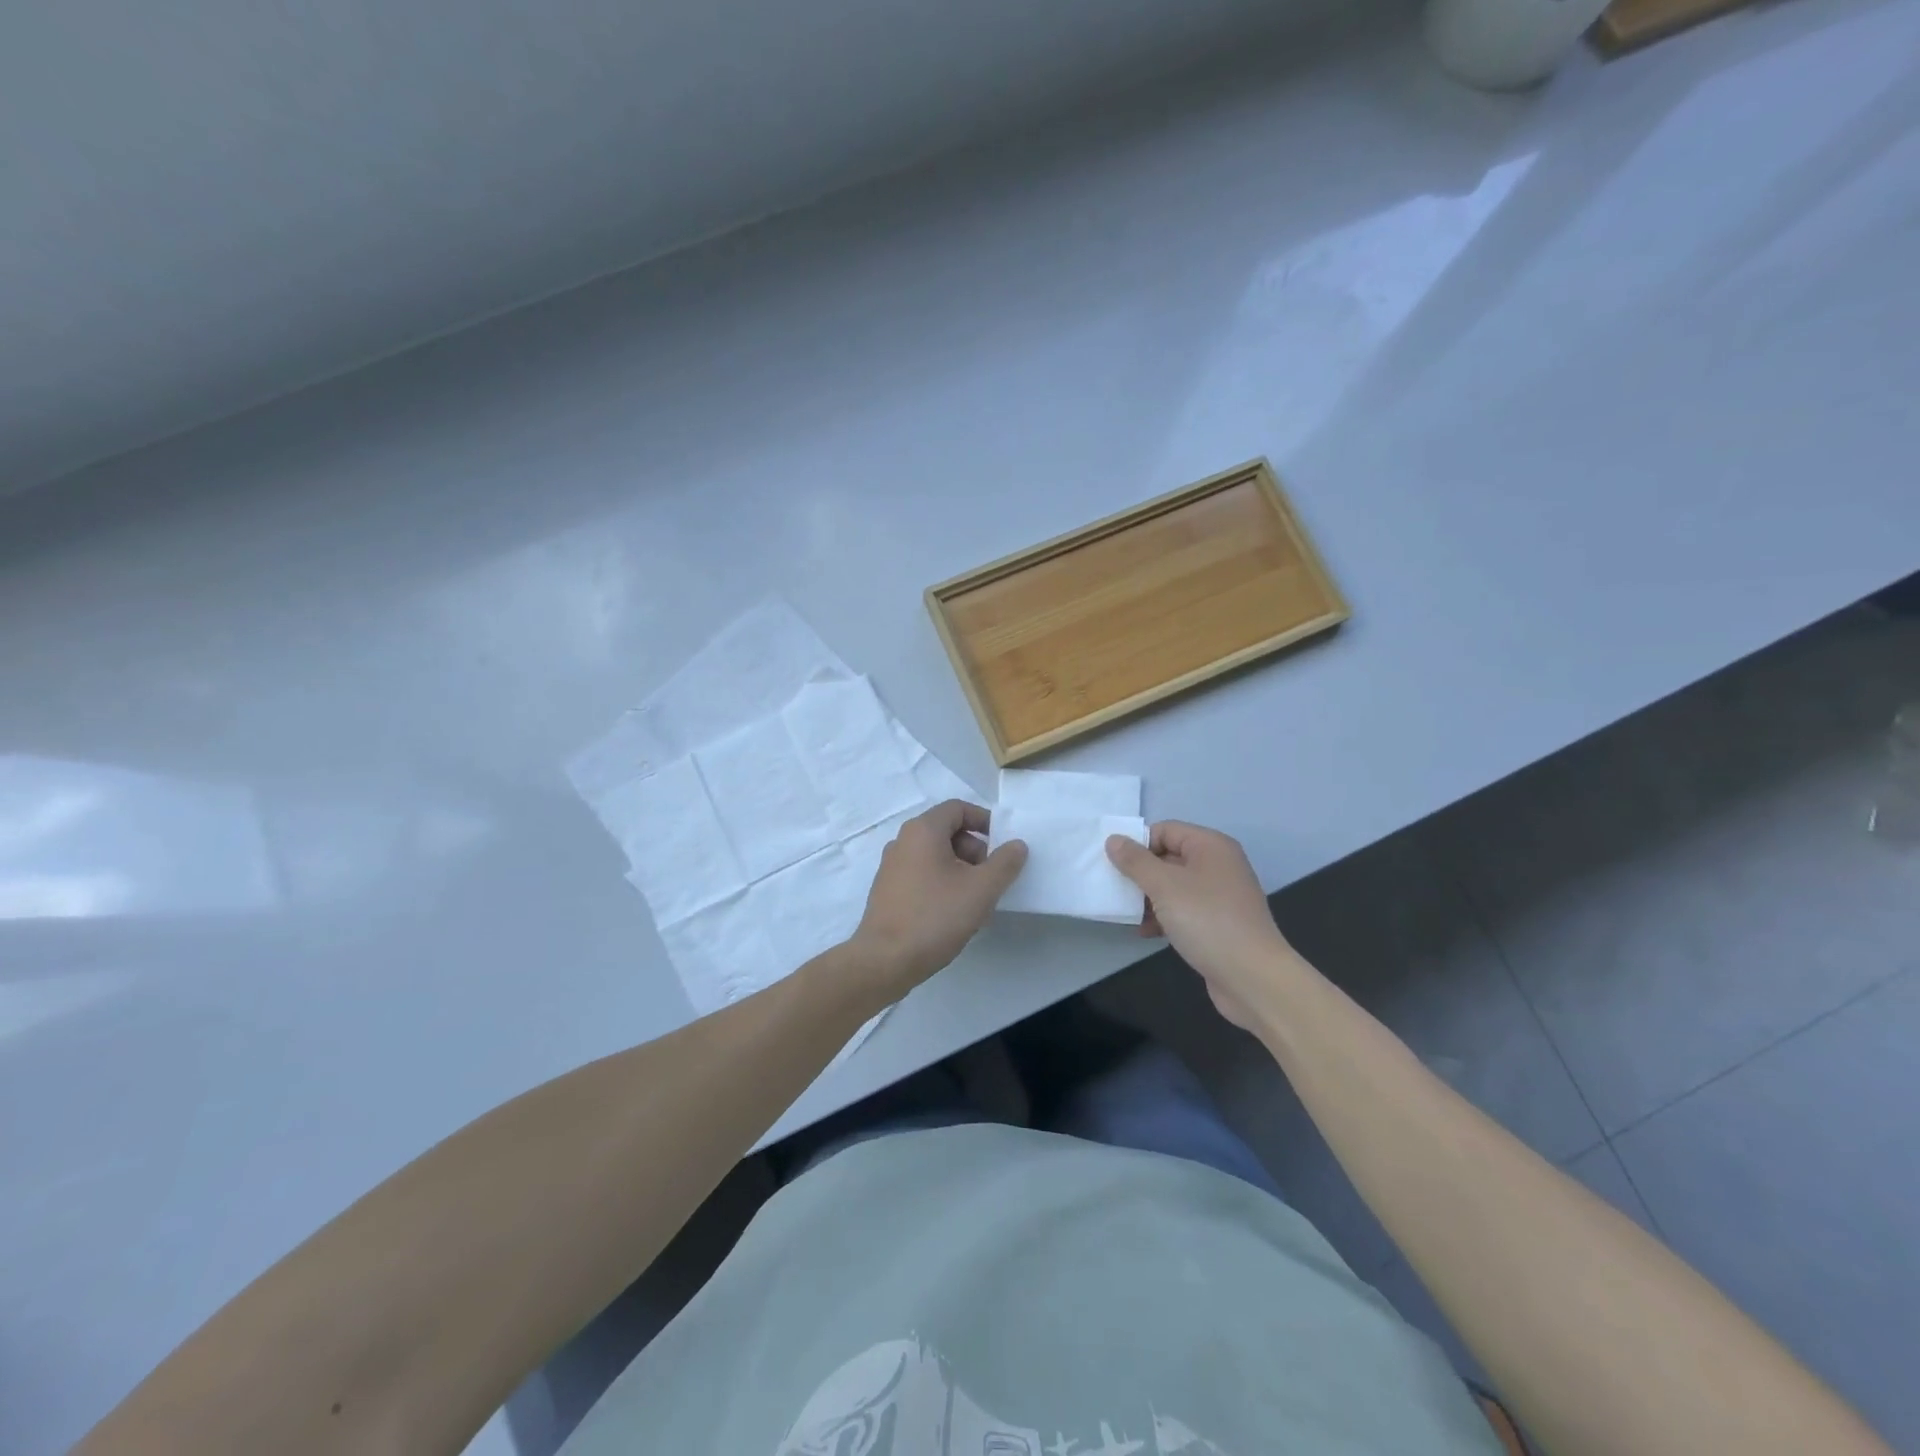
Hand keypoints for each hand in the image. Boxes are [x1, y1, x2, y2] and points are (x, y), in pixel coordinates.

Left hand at [848, 800, 1026, 996]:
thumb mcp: (981, 889)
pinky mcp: (887, 890)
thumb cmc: (935, 917)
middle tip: (990, 878)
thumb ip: (1005, 863)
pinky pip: (921, 874)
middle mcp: (902, 841)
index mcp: (923, 830)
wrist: (884, 961)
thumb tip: (1017, 845)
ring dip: (960, 869)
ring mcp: (891, 866)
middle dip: (974, 849)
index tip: (1003, 844)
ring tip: (975, 899)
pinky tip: (952, 912)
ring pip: (934, 855)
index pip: (958, 808)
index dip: (984, 821)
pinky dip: (941, 882)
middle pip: (946, 831)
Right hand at [1106, 821, 1297, 1031]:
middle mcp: (1218, 865)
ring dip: (1149, 897)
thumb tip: (1114, 839)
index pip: (1165, 830)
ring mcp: (1220, 895)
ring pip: (1174, 886)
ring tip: (1127, 913)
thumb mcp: (1164, 886)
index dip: (1138, 843)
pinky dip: (1164, 916)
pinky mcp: (1218, 923)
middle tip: (1114, 888)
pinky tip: (1146, 932)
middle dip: (1140, 873)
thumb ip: (1136, 861)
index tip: (1113, 864)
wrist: (1253, 978)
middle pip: (1169, 857)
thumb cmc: (1207, 921)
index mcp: (1211, 846)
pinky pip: (1184, 909)